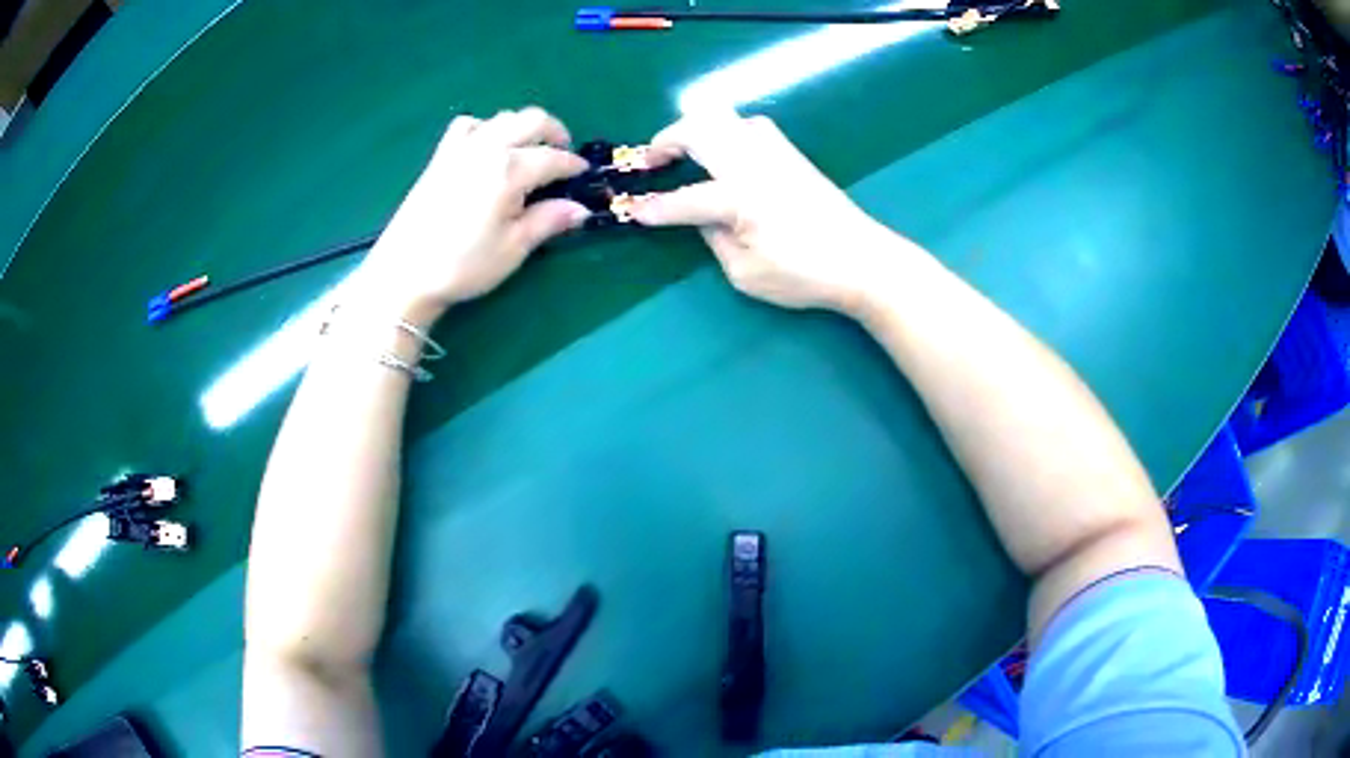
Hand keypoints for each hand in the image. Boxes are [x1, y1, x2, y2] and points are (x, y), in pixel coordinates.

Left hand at [355, 107, 590, 322]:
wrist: (404, 273)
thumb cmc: (462, 265)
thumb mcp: (513, 248)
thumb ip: (548, 221)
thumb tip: (580, 209)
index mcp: (510, 170)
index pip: (554, 158)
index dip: (574, 166)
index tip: (585, 176)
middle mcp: (487, 148)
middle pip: (532, 120)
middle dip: (555, 132)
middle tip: (563, 154)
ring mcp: (460, 148)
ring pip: (501, 117)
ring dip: (522, 127)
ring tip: (529, 150)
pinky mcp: (440, 157)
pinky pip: (468, 125)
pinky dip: (485, 128)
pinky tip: (486, 148)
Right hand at [633, 112, 917, 313]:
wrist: (862, 259)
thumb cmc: (805, 274)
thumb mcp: (746, 273)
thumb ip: (715, 239)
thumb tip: (703, 216)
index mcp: (740, 197)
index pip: (684, 199)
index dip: (654, 208)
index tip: (632, 212)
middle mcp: (753, 164)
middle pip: (698, 130)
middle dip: (666, 141)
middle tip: (651, 162)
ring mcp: (774, 152)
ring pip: (724, 117)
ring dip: (696, 129)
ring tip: (686, 152)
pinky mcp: (791, 153)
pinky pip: (750, 126)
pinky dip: (726, 130)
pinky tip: (726, 152)